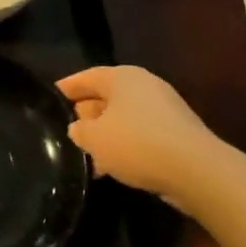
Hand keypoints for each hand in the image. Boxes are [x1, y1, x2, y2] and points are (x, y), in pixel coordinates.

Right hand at [57, 65, 214, 199]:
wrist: (195, 170)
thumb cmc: (136, 143)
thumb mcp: (93, 138)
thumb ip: (79, 130)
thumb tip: (78, 128)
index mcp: (123, 77)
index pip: (87, 76)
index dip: (67, 87)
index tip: (49, 97)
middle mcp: (145, 87)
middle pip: (106, 97)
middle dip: (85, 115)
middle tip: (65, 132)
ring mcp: (164, 110)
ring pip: (123, 119)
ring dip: (105, 136)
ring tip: (85, 158)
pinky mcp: (176, 134)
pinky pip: (140, 136)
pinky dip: (124, 148)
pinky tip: (111, 169)